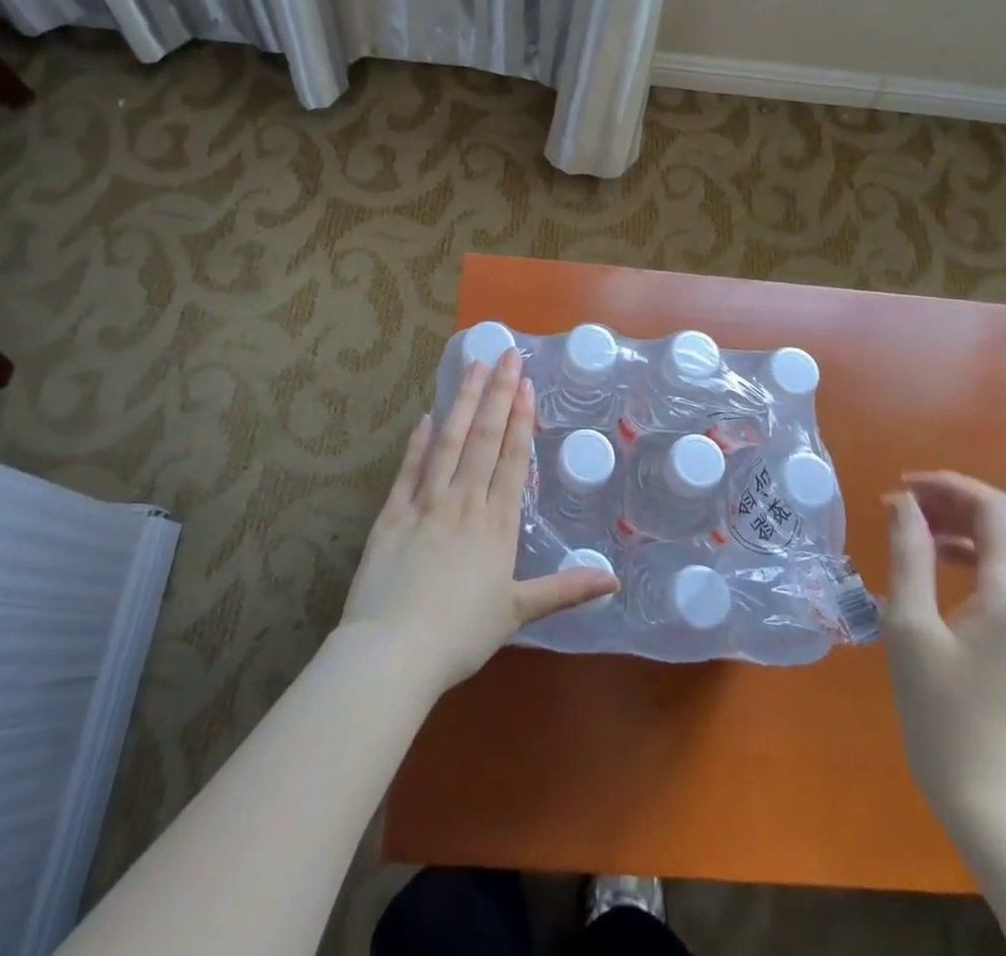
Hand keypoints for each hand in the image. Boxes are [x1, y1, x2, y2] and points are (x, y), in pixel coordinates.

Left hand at [339, 350, 620, 700]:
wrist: (395, 651)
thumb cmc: (461, 634)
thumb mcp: (518, 613)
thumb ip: (564, 590)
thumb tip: (613, 581)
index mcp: (496, 523)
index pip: (512, 459)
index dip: (520, 419)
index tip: (525, 384)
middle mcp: (464, 502)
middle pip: (484, 438)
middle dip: (496, 394)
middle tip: (505, 354)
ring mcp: (425, 503)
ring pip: (448, 442)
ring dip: (462, 402)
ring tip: (472, 367)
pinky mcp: (392, 514)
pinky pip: (408, 469)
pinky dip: (418, 442)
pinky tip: (426, 417)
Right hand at [883, 471, 1005, 832]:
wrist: (984, 792)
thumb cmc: (940, 708)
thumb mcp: (910, 624)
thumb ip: (908, 554)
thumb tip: (901, 501)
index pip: (992, 507)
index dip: (946, 484)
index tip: (900, 485)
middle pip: (998, 521)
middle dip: (947, 500)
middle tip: (896, 502)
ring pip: (997, 544)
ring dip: (952, 524)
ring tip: (905, 525)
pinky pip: (996, 572)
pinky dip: (961, 552)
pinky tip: (928, 560)